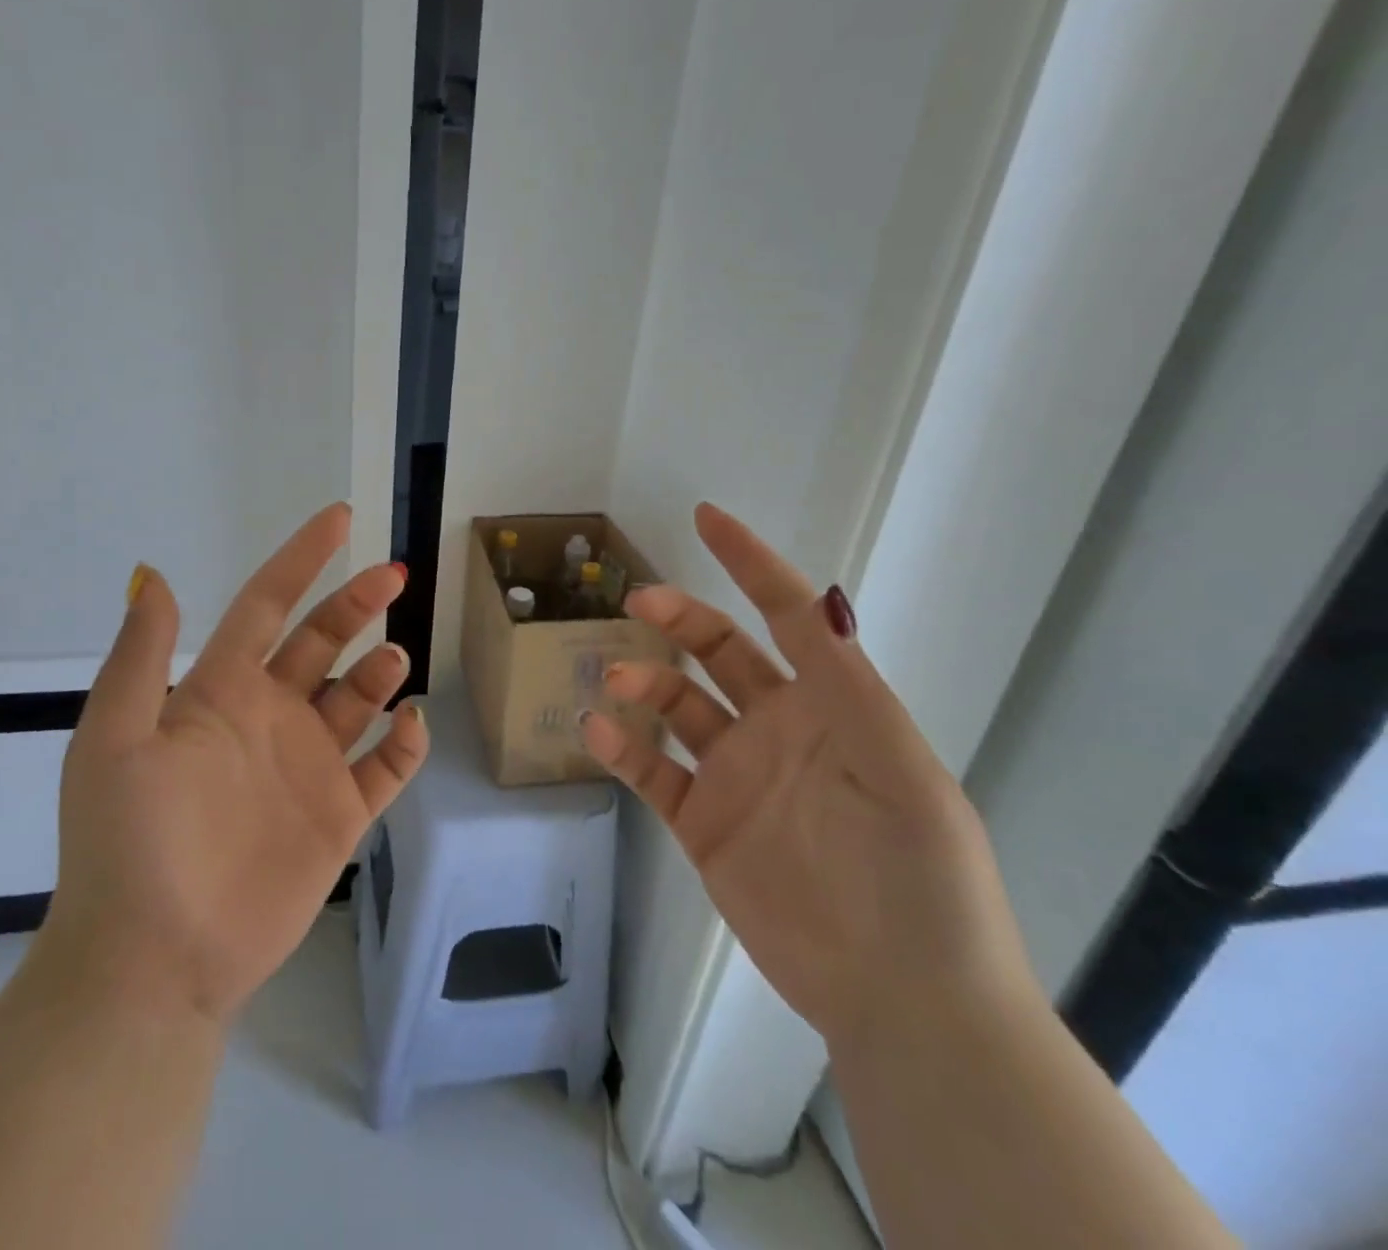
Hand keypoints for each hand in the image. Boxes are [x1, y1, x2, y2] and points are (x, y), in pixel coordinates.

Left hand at [33, 503, 427, 1022]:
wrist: (155, 962)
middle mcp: (270, 719)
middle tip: (393, 576)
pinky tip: (409, 724)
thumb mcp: (114, 740)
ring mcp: (308, 767)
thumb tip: (154, 573)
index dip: (301, 559)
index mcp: (220, 693)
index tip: (340, 518)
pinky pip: (384, 769)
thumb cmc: (130, 844)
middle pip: (324, 642)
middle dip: (357, 603)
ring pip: (359, 698)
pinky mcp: (339, 817)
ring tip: (391, 659)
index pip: (267, 606)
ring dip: (380, 669)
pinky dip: (405, 743)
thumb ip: (141, 657)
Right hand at [582, 503, 1033, 1048]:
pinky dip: (623, 749)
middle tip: (636, 604)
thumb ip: (849, 684)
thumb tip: (816, 599)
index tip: (707, 519)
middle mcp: (777, 729)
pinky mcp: (704, 825)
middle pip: (717, 651)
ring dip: (642, 683)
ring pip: (676, 708)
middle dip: (678, 619)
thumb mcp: (899, 767)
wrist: (904, 999)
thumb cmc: (919, 876)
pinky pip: (654, 774)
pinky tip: (600, 733)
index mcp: (829, 705)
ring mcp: (736, 776)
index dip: (750, 564)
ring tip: (615, 680)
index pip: (785, 616)